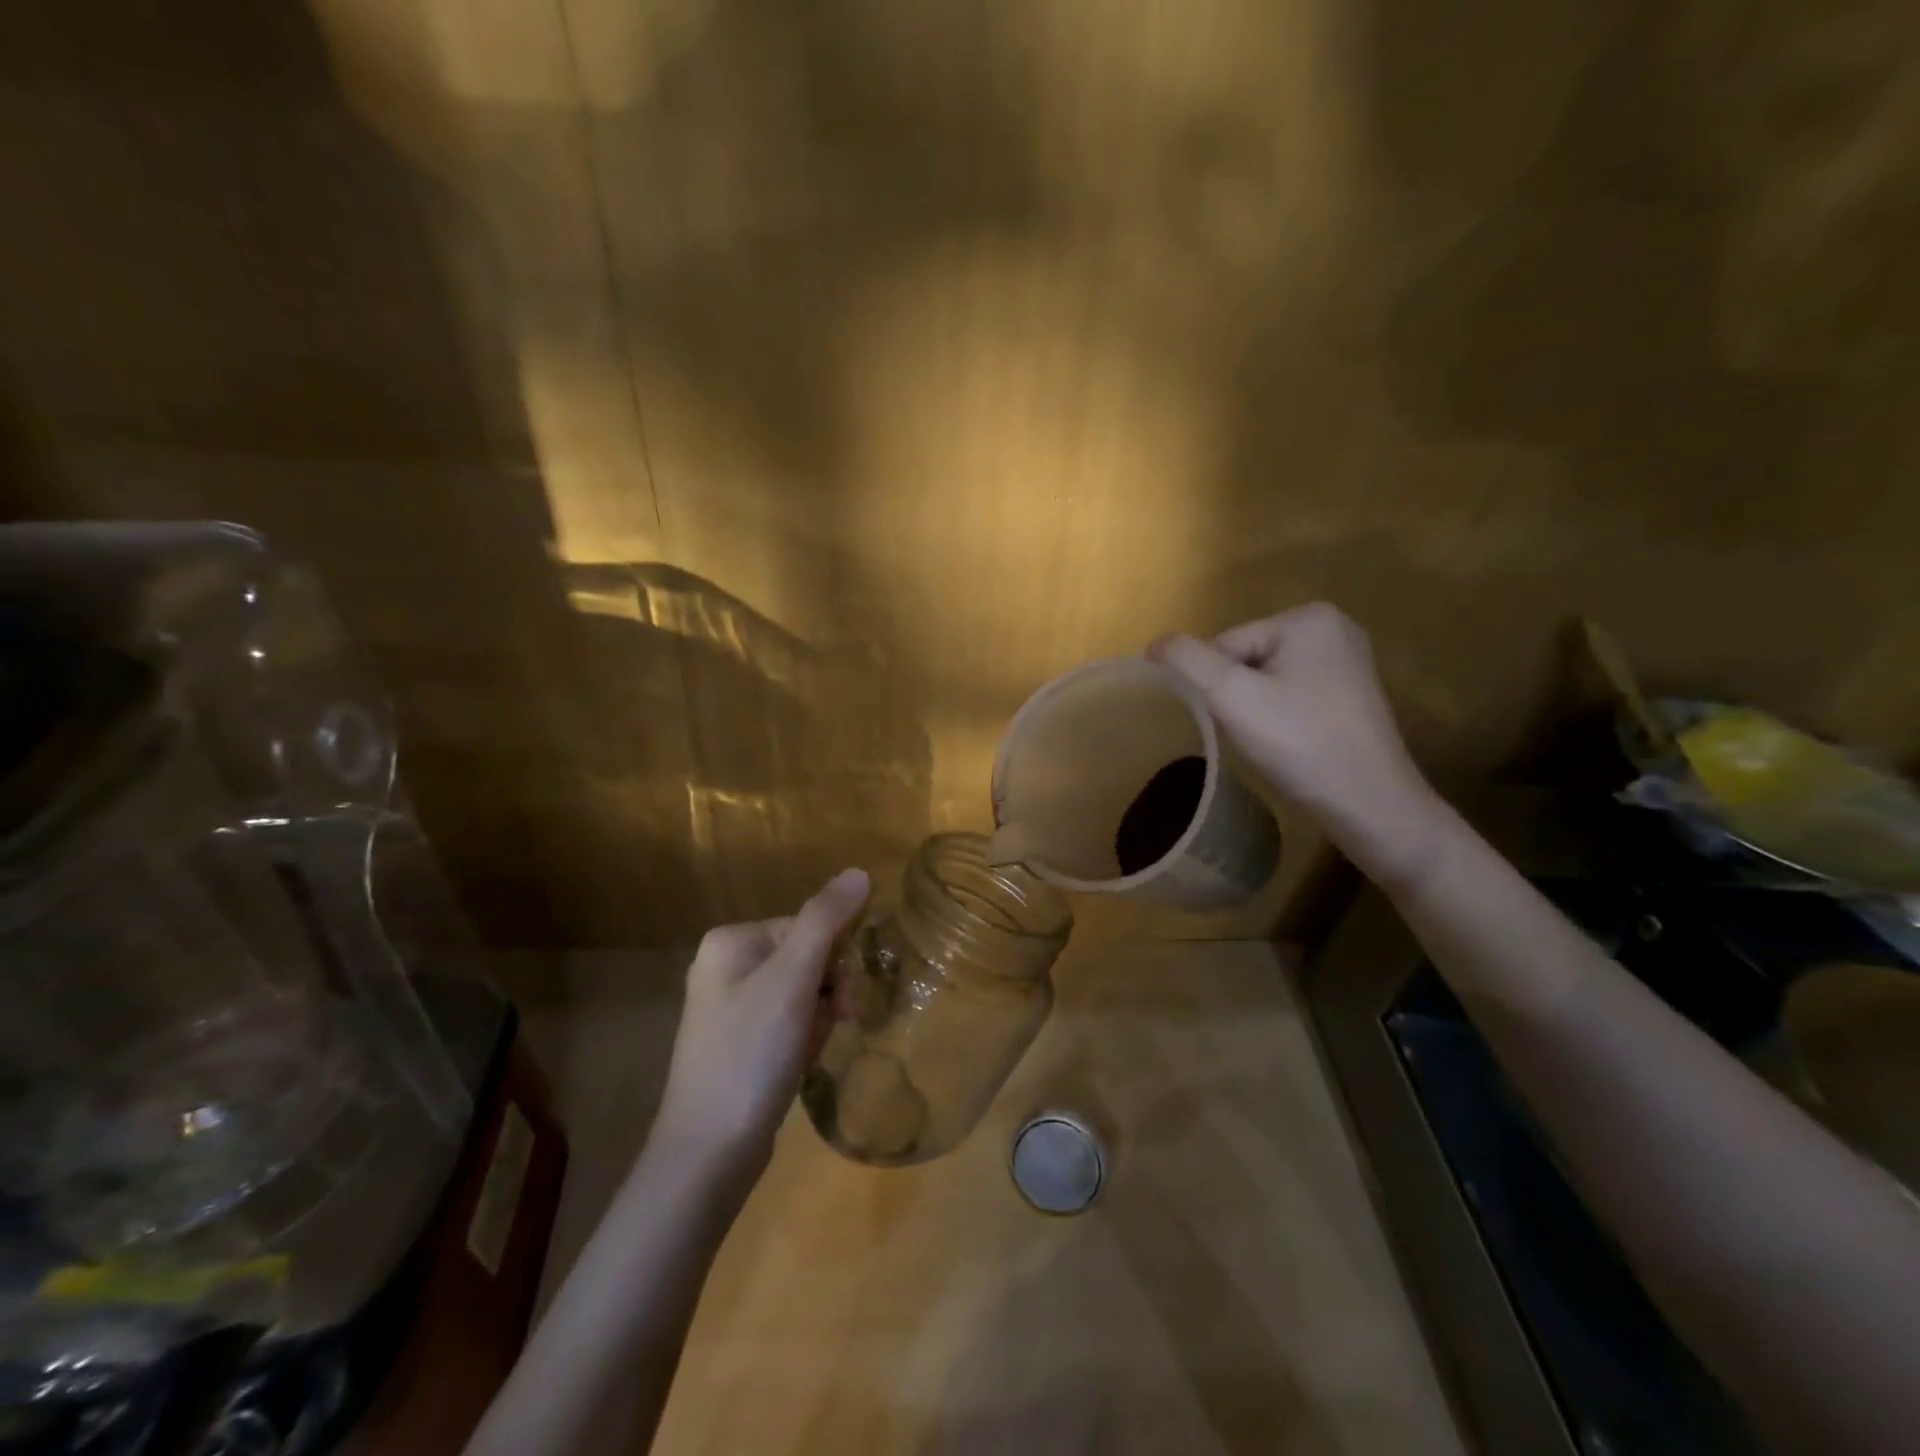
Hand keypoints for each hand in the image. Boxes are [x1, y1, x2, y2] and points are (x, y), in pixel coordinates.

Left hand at [652, 869, 870, 1179]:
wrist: (708, 1152)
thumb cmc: (750, 1053)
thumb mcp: (792, 979)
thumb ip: (826, 920)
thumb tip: (860, 871)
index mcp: (731, 941)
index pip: (807, 926)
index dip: (834, 958)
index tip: (843, 996)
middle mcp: (726, 967)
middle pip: (806, 958)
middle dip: (828, 990)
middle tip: (838, 1021)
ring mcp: (730, 1008)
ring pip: (802, 993)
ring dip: (820, 1016)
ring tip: (813, 1049)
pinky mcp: (739, 1044)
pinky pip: (788, 1022)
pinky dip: (804, 1038)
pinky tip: (801, 1063)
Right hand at [1149, 603, 1446, 888]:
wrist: (1370, 804)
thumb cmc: (1299, 744)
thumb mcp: (1231, 697)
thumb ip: (1187, 661)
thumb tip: (1155, 644)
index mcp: (1307, 617)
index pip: (1226, 644)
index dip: (1215, 686)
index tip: (1232, 722)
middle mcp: (1333, 627)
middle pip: (1245, 659)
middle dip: (1236, 696)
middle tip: (1251, 735)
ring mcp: (1348, 661)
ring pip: (1266, 679)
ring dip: (1253, 709)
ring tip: (1270, 741)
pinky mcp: (1352, 693)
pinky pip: (1291, 694)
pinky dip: (1279, 717)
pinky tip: (1289, 742)